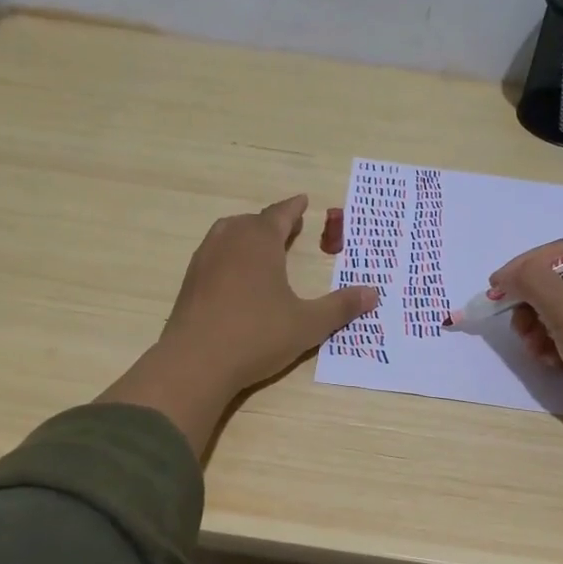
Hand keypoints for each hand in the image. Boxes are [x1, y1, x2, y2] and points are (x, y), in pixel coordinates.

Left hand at [97, 195, 379, 455]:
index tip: (303, 201)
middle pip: (251, 222)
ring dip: (246, 235)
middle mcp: (229, 241)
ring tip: (260, 246)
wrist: (195, 362)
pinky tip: (234, 275)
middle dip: (271, 222)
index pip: (279, 214)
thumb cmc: (257, 336)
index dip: (293, 208)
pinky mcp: (188, 282)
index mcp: (260, 241)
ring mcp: (204, 260)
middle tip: (287, 226)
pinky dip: (228, 255)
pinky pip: (213, 255)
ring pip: (227, 234)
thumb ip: (340, 307)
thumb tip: (374, 293)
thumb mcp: (307, 324)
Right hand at [490, 241, 562, 451]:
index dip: (524, 267)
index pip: (562, 254)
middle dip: (532, 304)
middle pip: (559, 285)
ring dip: (539, 329)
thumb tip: (506, 275)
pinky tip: (548, 362)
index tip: (494, 288)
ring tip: (532, 350)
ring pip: (562, 314)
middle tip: (516, 326)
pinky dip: (554, 346)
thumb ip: (534, 283)